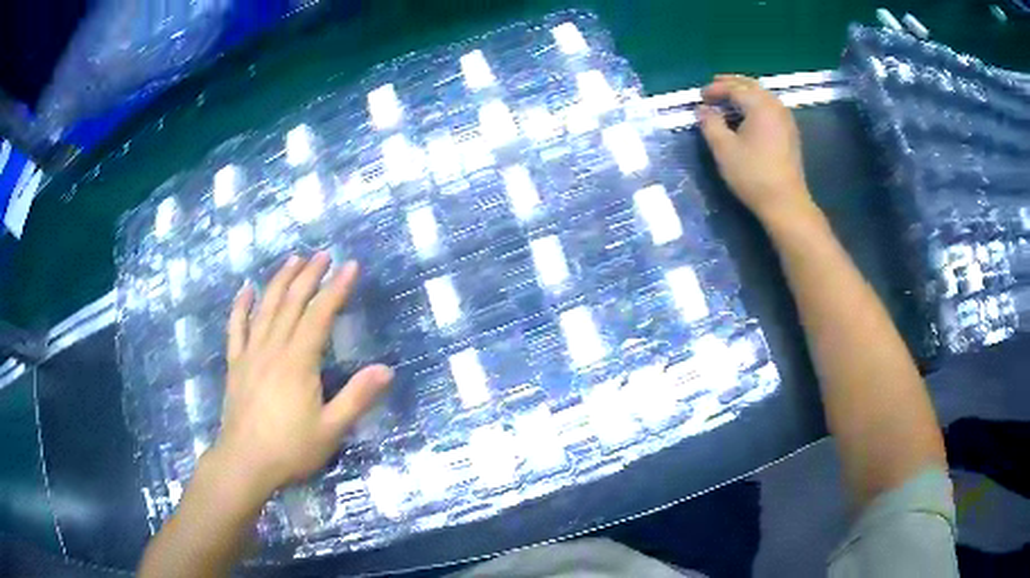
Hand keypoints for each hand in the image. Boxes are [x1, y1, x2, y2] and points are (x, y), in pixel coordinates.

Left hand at [209, 253, 392, 498]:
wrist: (245, 462)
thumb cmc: (290, 448)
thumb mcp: (331, 429)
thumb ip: (357, 397)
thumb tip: (386, 369)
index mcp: (298, 361)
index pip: (320, 315)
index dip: (336, 288)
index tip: (350, 266)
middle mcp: (273, 348)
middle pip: (291, 302)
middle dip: (309, 275)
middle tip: (323, 255)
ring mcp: (251, 353)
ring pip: (265, 308)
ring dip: (279, 281)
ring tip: (292, 259)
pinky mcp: (235, 364)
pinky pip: (236, 328)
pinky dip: (241, 307)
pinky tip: (246, 290)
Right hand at [698, 75, 814, 224]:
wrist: (785, 202)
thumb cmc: (753, 174)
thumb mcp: (724, 149)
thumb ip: (710, 123)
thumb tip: (703, 109)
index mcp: (759, 105)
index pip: (734, 87)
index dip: (715, 89)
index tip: (700, 97)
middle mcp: (775, 106)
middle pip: (751, 86)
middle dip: (731, 84)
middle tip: (713, 87)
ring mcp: (786, 119)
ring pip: (763, 95)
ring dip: (744, 92)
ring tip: (729, 98)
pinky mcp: (790, 133)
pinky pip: (770, 107)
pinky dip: (756, 103)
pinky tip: (748, 114)